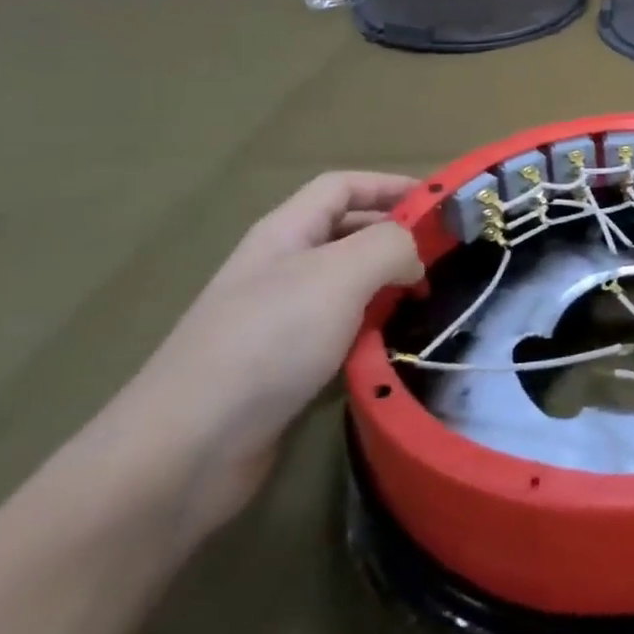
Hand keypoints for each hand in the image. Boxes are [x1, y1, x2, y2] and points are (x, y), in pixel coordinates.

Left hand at [112, 173, 424, 534]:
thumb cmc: (268, 342)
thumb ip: (390, 247)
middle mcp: (281, 267)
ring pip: (348, 287)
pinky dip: (371, 332)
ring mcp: (280, 319)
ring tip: (429, 303)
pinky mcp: (286, 365)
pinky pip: (341, 333)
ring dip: (389, 288)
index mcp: (286, 233)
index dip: (391, 185)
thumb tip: (413, 259)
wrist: (188, 447)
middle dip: (396, 238)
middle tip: (445, 259)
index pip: (343, 187)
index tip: (441, 206)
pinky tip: (393, 348)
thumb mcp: (339, 275)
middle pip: (348, 233)